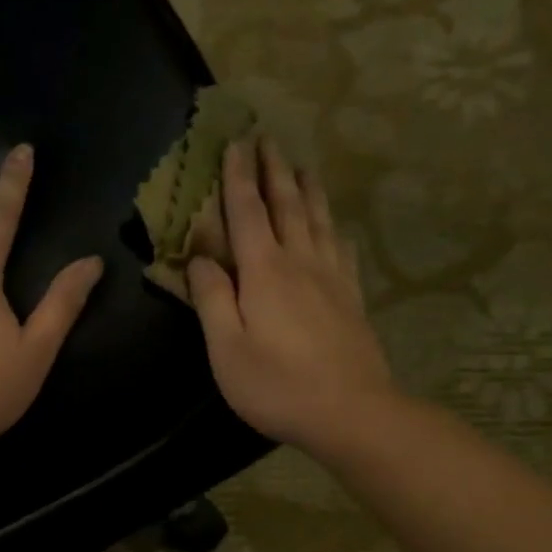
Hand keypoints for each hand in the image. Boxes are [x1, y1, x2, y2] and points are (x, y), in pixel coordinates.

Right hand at [187, 137, 397, 456]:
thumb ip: (212, 299)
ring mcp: (332, 278)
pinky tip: (334, 226)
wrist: (350, 411)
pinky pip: (341, 249)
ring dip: (307, 189)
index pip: (246, 213)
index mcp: (264, 272)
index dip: (237, 178)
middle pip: (287, 206)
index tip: (235, 143)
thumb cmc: (277, 385)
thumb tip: (200, 258)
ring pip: (318, 220)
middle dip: (274, 171)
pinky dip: (333, 228)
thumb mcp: (226, 349)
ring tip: (301, 166)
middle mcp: (300, 263)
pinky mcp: (351, 298)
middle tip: (267, 139)